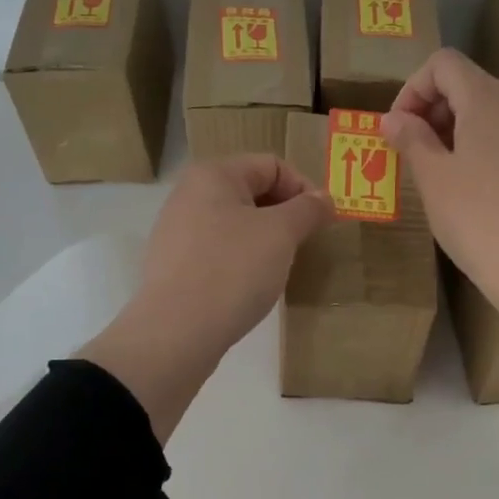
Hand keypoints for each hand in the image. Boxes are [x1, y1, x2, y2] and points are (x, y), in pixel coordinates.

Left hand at [79, 154, 331, 440]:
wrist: (176, 332)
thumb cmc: (233, 270)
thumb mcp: (281, 234)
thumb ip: (307, 209)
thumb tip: (324, 198)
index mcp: (213, 174)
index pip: (272, 165)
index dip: (303, 189)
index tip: (321, 223)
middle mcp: (189, 194)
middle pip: (252, 192)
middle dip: (284, 215)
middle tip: (303, 246)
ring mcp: (177, 231)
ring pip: (236, 224)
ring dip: (264, 240)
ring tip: (277, 269)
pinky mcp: (174, 265)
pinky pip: (218, 251)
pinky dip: (241, 261)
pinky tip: (248, 287)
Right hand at [384, 51, 498, 369]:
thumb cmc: (476, 218)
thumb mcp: (433, 178)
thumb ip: (411, 138)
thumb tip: (393, 117)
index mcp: (488, 99)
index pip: (443, 64)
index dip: (412, 89)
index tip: (397, 129)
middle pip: (468, 84)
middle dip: (431, 109)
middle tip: (410, 152)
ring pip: (489, 112)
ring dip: (454, 130)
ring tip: (437, 172)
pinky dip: (480, 147)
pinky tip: (471, 188)